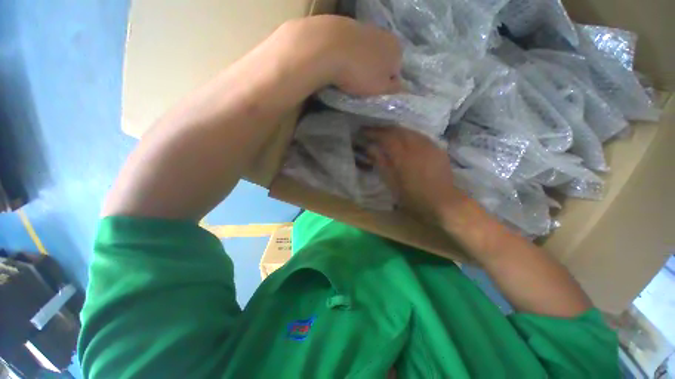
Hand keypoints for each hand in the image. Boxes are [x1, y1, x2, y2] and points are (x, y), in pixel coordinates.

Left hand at [327, 18, 402, 95]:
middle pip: (382, 61)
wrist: (329, 48)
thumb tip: (403, 87)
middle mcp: (385, 35)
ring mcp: (366, 28)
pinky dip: (349, 56)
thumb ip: (394, 88)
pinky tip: (340, 63)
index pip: (396, 73)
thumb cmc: (360, 73)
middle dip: (374, 73)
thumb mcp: (381, 88)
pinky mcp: (348, 27)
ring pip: (367, 54)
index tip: (373, 92)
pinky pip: (353, 48)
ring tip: (349, 75)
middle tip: (361, 85)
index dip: (385, 85)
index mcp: (397, 50)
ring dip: (361, 64)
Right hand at [365, 127, 468, 223]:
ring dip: (396, 130)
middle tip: (373, 131)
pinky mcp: (437, 148)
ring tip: (387, 133)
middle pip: (397, 130)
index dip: (373, 132)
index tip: (364, 131)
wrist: (443, 201)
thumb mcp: (392, 184)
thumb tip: (371, 148)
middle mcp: (416, 146)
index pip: (386, 137)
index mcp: (402, 156)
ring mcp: (428, 145)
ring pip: (409, 131)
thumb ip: (381, 164)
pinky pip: (420, 135)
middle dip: (383, 129)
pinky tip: (406, 139)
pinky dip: (408, 134)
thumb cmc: (413, 197)